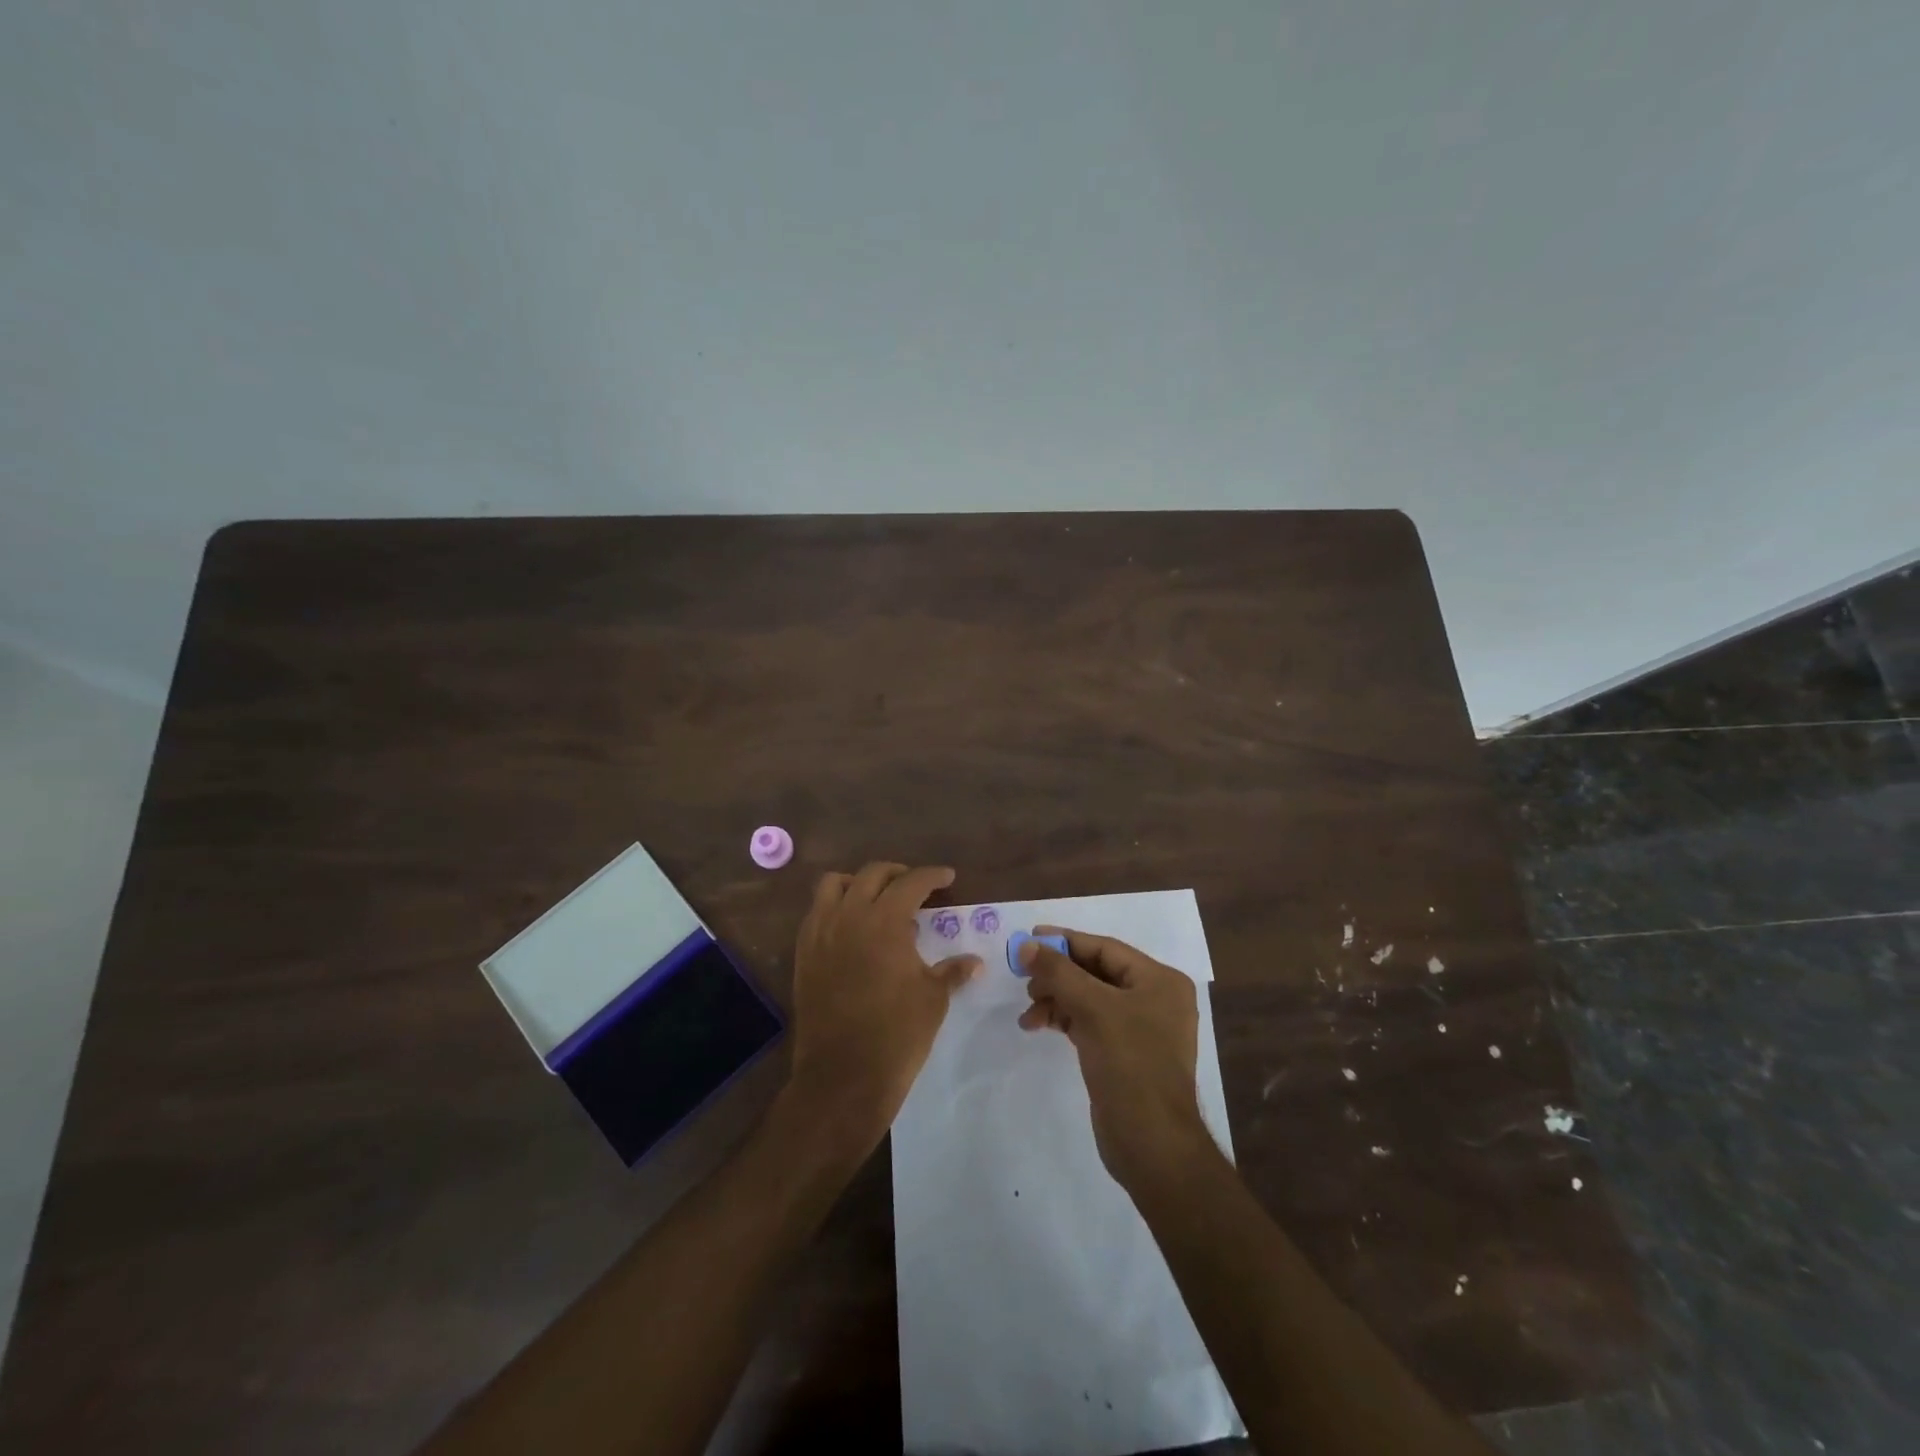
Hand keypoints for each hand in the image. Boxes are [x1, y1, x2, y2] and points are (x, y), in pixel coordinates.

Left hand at [784, 863, 980, 1149]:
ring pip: (834, 885)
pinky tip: (852, 928)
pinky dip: (835, 907)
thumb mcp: (933, 998)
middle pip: (872, 874)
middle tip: (916, 887)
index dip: (932, 876)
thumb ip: (952, 971)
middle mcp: (849, 916)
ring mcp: (821, 933)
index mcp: (885, 920)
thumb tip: (974, 962)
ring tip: (876, 899)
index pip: (911, 882)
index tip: (947, 877)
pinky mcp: (804, 953)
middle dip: (897, 874)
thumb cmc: (897, 1033)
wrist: (843, 1075)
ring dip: (858, 883)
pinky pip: (816, 913)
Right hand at [1017, 928, 1211, 1189]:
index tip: (1029, 938)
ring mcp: (1140, 1029)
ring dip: (1056, 999)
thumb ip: (1058, 972)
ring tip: (1028, 1011)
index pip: (1105, 949)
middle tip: (1024, 979)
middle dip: (1058, 975)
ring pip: (1089, 999)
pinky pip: (1090, 1023)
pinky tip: (1038, 1025)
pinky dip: (1064, 1020)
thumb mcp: (1093, 1009)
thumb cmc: (1130, 1064)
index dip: (1065, 941)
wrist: (1152, 1144)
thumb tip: (1026, 945)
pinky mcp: (1124, 1055)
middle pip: (1096, 973)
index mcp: (1159, 981)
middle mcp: (1154, 999)